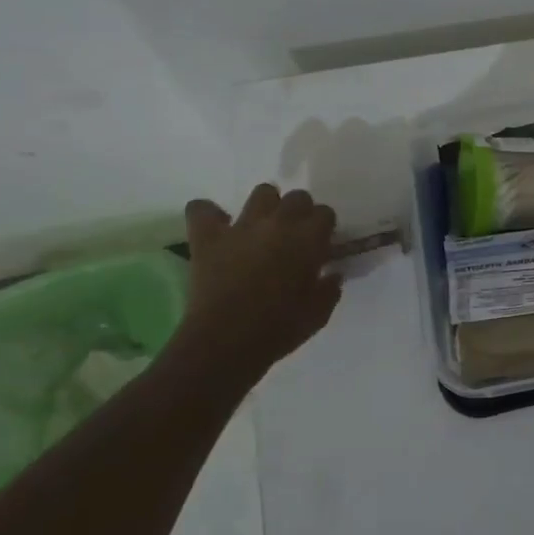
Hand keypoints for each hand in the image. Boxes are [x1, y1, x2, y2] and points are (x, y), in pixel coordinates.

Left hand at [180, 185, 343, 370]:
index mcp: (309, 239)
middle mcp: (279, 223)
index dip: (323, 228)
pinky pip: (202, 209)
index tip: (320, 246)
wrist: (226, 342)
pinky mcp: (209, 237)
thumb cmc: (279, 329)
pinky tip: (215, 227)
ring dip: (266, 206)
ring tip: (261, 227)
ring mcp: (242, 226)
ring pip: (262, 192)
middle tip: (293, 237)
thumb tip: (332, 275)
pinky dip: (208, 214)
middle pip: (297, 197)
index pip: (325, 213)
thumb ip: (329, 289)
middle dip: (299, 212)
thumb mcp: (318, 313)